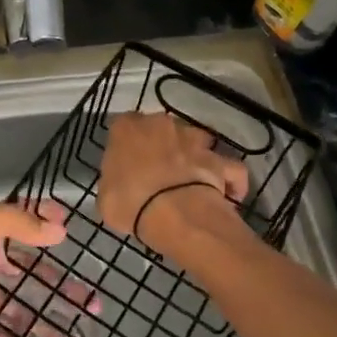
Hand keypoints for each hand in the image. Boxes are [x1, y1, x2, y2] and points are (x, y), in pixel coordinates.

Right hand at [96, 113, 248, 251]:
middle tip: (158, 172)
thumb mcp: (105, 196)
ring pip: (197, 140)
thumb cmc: (130, 201)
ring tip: (193, 179)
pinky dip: (230, 179)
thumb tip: (120, 184)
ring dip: (195, 154)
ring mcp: (194, 139)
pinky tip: (228, 194)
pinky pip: (229, 167)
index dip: (126, 145)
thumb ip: (113, 182)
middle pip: (161, 129)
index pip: (123, 126)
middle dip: (162, 145)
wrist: (175, 213)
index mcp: (127, 128)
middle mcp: (161, 124)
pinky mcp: (219, 159)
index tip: (126, 164)